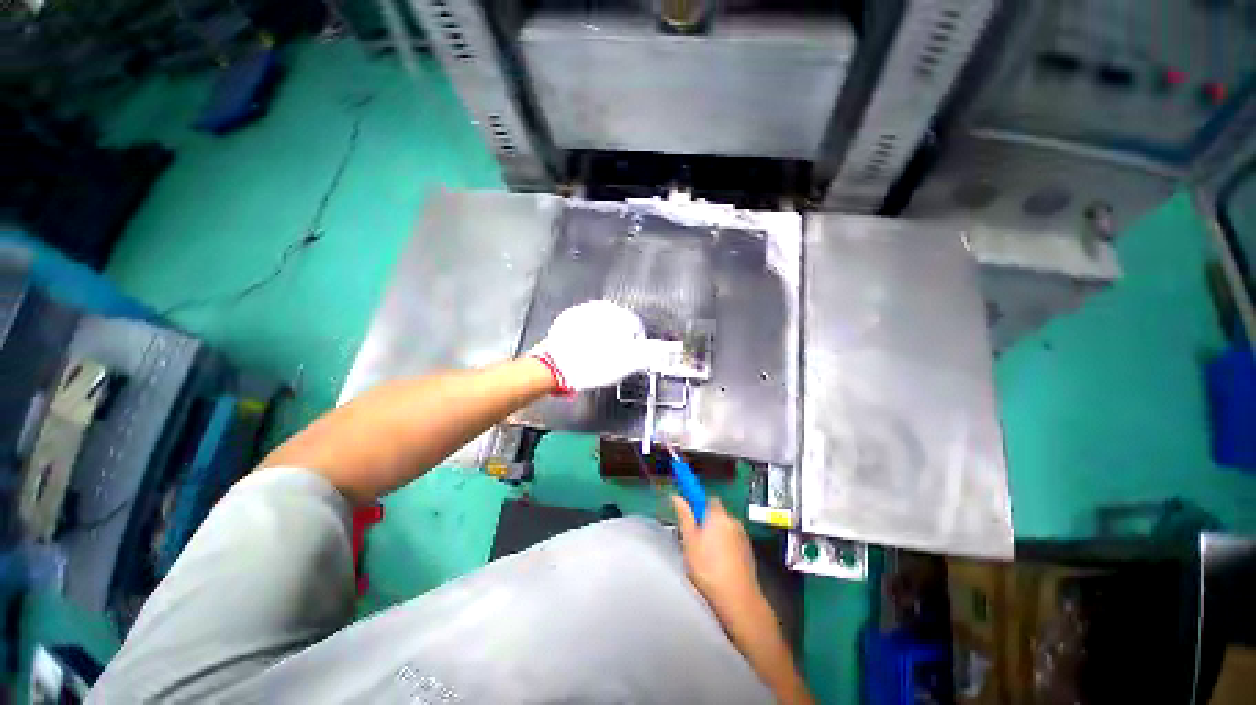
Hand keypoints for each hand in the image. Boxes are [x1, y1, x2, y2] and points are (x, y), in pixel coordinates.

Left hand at [530, 300, 648, 392]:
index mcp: (616, 315)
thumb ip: (643, 355)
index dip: (636, 342)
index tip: (632, 354)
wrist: (554, 367)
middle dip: (619, 337)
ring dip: (603, 335)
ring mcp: (581, 311)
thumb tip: (656, 350)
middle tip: (614, 356)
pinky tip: (584, 348)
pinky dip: (588, 334)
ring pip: (600, 323)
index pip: (635, 326)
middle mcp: (599, 308)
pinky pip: (584, 324)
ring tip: (598, 353)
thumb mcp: (623, 365)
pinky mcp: (566, 318)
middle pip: (617, 322)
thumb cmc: (591, 366)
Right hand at [671, 496, 760, 613]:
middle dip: (706, 522)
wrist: (737, 598)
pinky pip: (733, 542)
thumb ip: (684, 516)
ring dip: (717, 535)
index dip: (698, 504)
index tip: (690, 515)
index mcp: (717, 515)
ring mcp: (743, 537)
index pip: (707, 498)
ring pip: (725, 529)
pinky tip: (719, 564)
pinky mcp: (749, 552)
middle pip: (717, 514)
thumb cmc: (708, 567)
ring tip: (706, 555)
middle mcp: (733, 521)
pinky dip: (726, 547)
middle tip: (694, 538)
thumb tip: (676, 497)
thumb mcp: (689, 540)